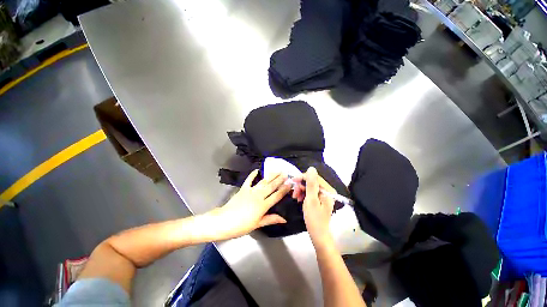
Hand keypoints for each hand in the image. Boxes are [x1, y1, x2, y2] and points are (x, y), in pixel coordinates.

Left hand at [212, 170, 290, 238]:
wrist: (224, 221)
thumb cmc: (241, 226)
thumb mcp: (257, 224)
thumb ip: (271, 219)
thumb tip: (284, 219)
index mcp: (263, 206)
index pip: (276, 196)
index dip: (284, 189)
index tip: (290, 184)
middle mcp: (258, 196)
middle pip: (271, 186)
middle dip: (279, 179)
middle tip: (286, 173)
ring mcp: (250, 191)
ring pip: (263, 182)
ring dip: (271, 176)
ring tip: (277, 170)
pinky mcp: (243, 189)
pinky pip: (249, 180)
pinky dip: (252, 174)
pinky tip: (257, 170)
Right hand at [300, 167, 335, 248]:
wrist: (318, 235)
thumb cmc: (314, 218)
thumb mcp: (311, 199)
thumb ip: (311, 183)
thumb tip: (311, 168)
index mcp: (327, 190)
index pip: (314, 178)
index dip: (303, 177)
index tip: (293, 181)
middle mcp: (327, 191)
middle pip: (312, 182)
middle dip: (301, 186)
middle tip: (294, 194)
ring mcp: (323, 196)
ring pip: (309, 187)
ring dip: (301, 190)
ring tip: (296, 198)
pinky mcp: (319, 200)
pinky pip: (310, 193)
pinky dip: (303, 195)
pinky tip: (299, 199)